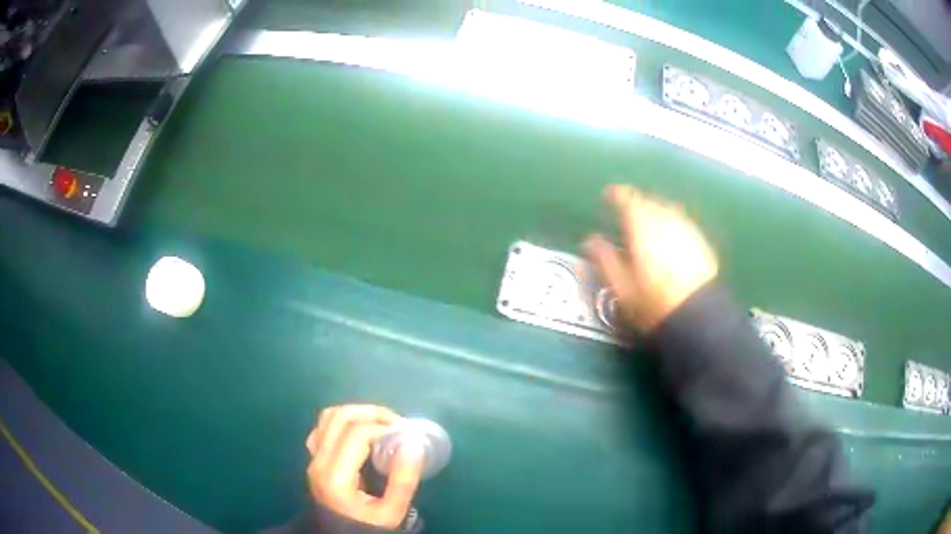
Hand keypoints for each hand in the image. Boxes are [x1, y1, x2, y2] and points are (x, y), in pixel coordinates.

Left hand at [306, 405, 424, 528]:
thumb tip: (413, 442)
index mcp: (335, 475)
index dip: (383, 427)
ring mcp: (312, 458)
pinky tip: (361, 433)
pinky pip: (324, 428)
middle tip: (397, 424)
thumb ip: (403, 479)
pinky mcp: (314, 459)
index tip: (406, 433)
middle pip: (339, 417)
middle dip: (371, 413)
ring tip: (382, 425)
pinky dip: (343, 422)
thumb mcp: (392, 511)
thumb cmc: (368, 526)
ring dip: (357, 414)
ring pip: (328, 418)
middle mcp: (318, 461)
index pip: (356, 434)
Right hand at [585, 185, 717, 332]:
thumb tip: (589, 240)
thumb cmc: (653, 303)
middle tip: (626, 215)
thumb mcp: (621, 287)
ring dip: (655, 212)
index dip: (615, 195)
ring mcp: (687, 229)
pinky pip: (681, 222)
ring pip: (667, 210)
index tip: (607, 196)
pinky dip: (671, 224)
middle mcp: (666, 220)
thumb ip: (604, 259)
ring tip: (647, 225)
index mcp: (643, 227)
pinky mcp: (701, 242)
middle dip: (637, 204)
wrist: (698, 316)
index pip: (627, 199)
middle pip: (649, 201)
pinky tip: (669, 240)